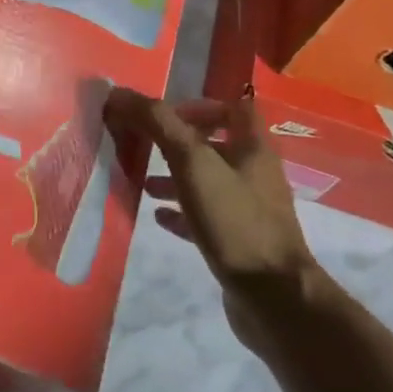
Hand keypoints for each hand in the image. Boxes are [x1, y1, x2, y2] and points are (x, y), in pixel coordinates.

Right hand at [103, 88, 320, 352]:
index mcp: (253, 149)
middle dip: (176, 143)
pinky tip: (157, 217)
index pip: (233, 109)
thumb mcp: (192, 163)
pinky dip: (180, 212)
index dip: (199, 106)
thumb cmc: (234, 222)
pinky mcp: (239, 242)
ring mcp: (248, 211)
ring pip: (207, 182)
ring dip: (174, 177)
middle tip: (143, 146)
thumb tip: (119, 92)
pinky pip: (205, 217)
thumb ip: (157, 124)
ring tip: (141, 182)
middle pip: (215, 145)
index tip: (165, 116)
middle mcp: (254, 174)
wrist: (273, 299)